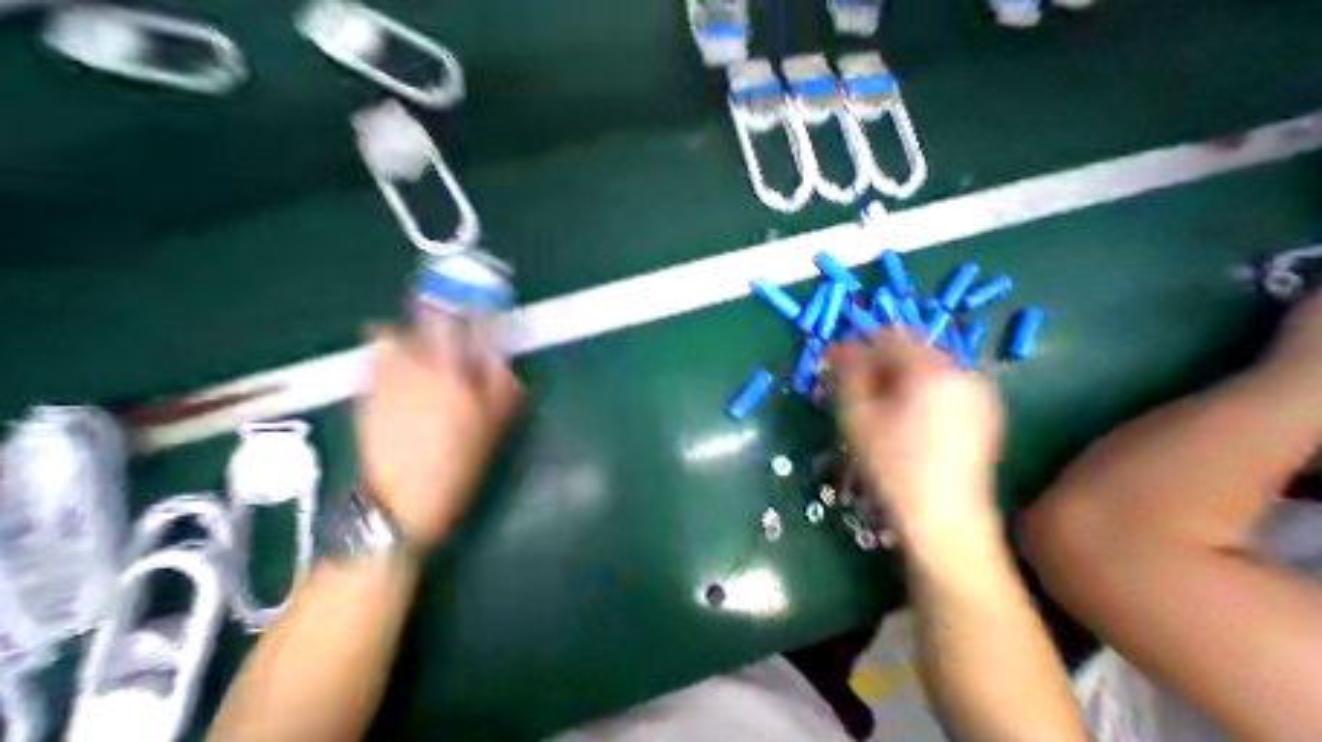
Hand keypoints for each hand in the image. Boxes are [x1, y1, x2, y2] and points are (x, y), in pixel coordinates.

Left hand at [357, 324, 521, 549]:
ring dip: (410, 325)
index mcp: (457, 377)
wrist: (405, 498)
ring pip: (395, 333)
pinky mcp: (368, 392)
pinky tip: (393, 353)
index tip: (482, 298)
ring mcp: (389, 379)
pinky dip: (384, 345)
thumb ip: (502, 388)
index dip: (477, 309)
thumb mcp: (494, 426)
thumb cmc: (460, 461)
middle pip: (428, 322)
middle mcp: (421, 369)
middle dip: (441, 307)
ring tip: (419, 330)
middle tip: (449, 306)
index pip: (469, 330)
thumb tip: (502, 359)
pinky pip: (374, 355)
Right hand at [828, 333, 1008, 547]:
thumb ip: (847, 372)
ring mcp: (978, 393)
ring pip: (925, 368)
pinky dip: (916, 389)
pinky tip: (903, 417)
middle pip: (909, 349)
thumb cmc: (891, 464)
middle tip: (851, 386)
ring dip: (894, 376)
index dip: (856, 343)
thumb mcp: (856, 414)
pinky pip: (942, 385)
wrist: (943, 519)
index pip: (887, 335)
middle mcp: (962, 372)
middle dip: (875, 361)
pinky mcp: (984, 413)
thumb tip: (839, 348)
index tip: (833, 360)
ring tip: (875, 404)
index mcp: (931, 369)